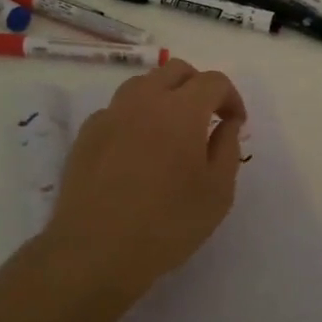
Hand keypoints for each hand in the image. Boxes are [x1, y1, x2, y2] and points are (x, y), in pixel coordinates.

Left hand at [43, 59, 246, 296]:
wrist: (95, 251)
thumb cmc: (167, 224)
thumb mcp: (217, 192)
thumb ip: (227, 148)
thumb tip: (226, 124)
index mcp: (182, 110)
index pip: (213, 81)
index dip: (231, 97)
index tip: (235, 123)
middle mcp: (144, 100)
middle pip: (176, 70)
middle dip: (198, 86)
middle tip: (207, 117)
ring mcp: (111, 114)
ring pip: (143, 84)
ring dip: (165, 95)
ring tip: (172, 129)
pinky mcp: (87, 134)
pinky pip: (118, 110)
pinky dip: (135, 117)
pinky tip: (138, 149)